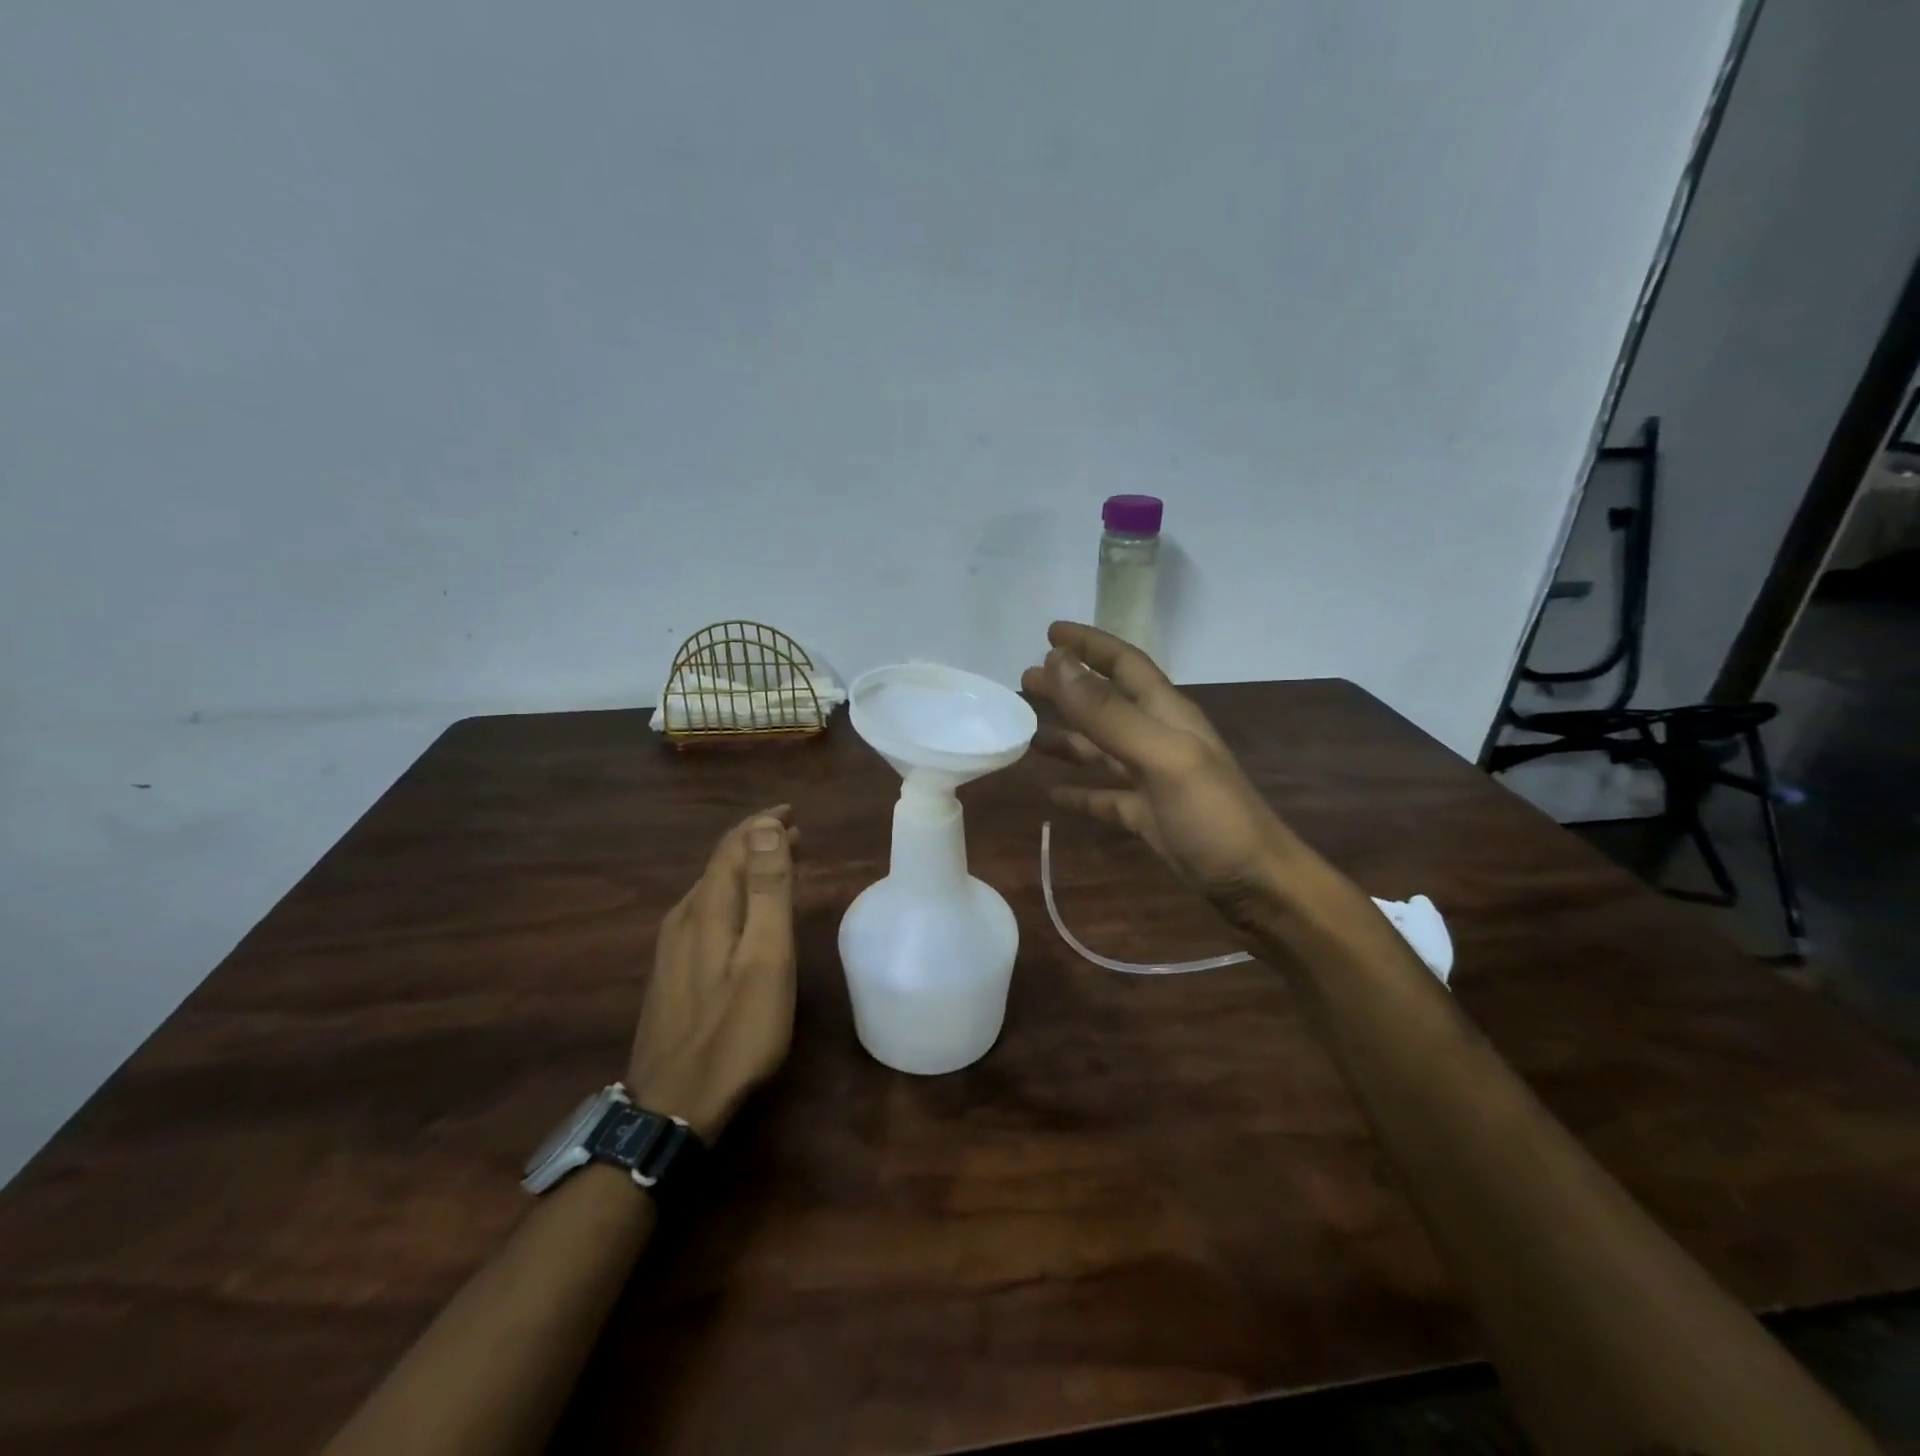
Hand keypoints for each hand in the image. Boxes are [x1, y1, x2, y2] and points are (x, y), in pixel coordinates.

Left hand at [627, 807, 797, 1142]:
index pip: (733, 846)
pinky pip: (706, 913)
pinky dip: (734, 897)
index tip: (793, 813)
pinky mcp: (672, 972)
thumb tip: (765, 827)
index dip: (763, 824)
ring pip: (713, 889)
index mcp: (708, 908)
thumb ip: (768, 890)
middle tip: (796, 836)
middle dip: (758, 843)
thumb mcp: (765, 958)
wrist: (673, 1106)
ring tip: (779, 867)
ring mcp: (672, 947)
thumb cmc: (735, 1031)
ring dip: (747, 870)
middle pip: (721, 865)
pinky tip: (746, 914)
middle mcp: (683, 918)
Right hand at [1022, 622, 1305, 918]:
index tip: (1049, 632)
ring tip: (1027, 730)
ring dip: (1067, 736)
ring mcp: (1153, 780)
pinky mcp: (1148, 816)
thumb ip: (1109, 713)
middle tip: (1025, 681)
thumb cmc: (1213, 816)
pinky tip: (1051, 792)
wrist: (1256, 885)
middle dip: (1068, 687)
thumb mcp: (1161, 757)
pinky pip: (1105, 795)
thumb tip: (1056, 663)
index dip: (1089, 645)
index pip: (1124, 663)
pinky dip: (1079, 789)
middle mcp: (1158, 739)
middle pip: (1106, 703)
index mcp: (1167, 714)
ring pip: (1101, 748)